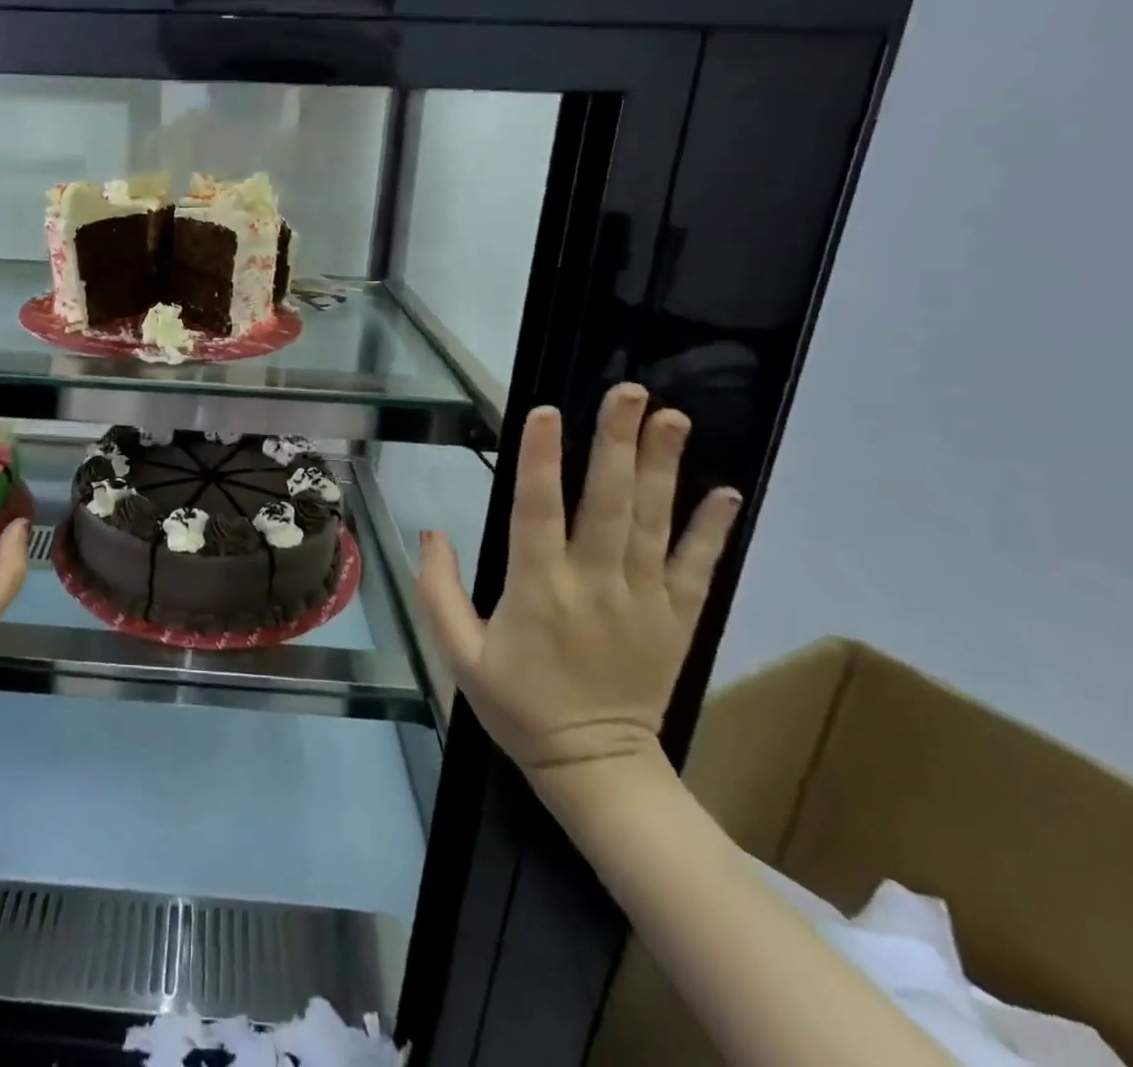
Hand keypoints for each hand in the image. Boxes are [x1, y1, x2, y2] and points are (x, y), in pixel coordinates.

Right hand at [413, 383, 741, 778]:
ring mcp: (643, 600)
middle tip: (627, 392)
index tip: (546, 413)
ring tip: (671, 417)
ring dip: (662, 467)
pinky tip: (725, 490)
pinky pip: (698, 567)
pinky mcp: (677, 619)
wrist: (595, 766)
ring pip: (654, 522)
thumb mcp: (458, 655)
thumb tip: (432, 531)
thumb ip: (438, 591)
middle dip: (616, 443)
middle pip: (607, 503)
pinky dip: (712, 528)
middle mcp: (595, 584)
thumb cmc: (518, 705)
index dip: (541, 461)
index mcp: (538, 590)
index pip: (538, 512)